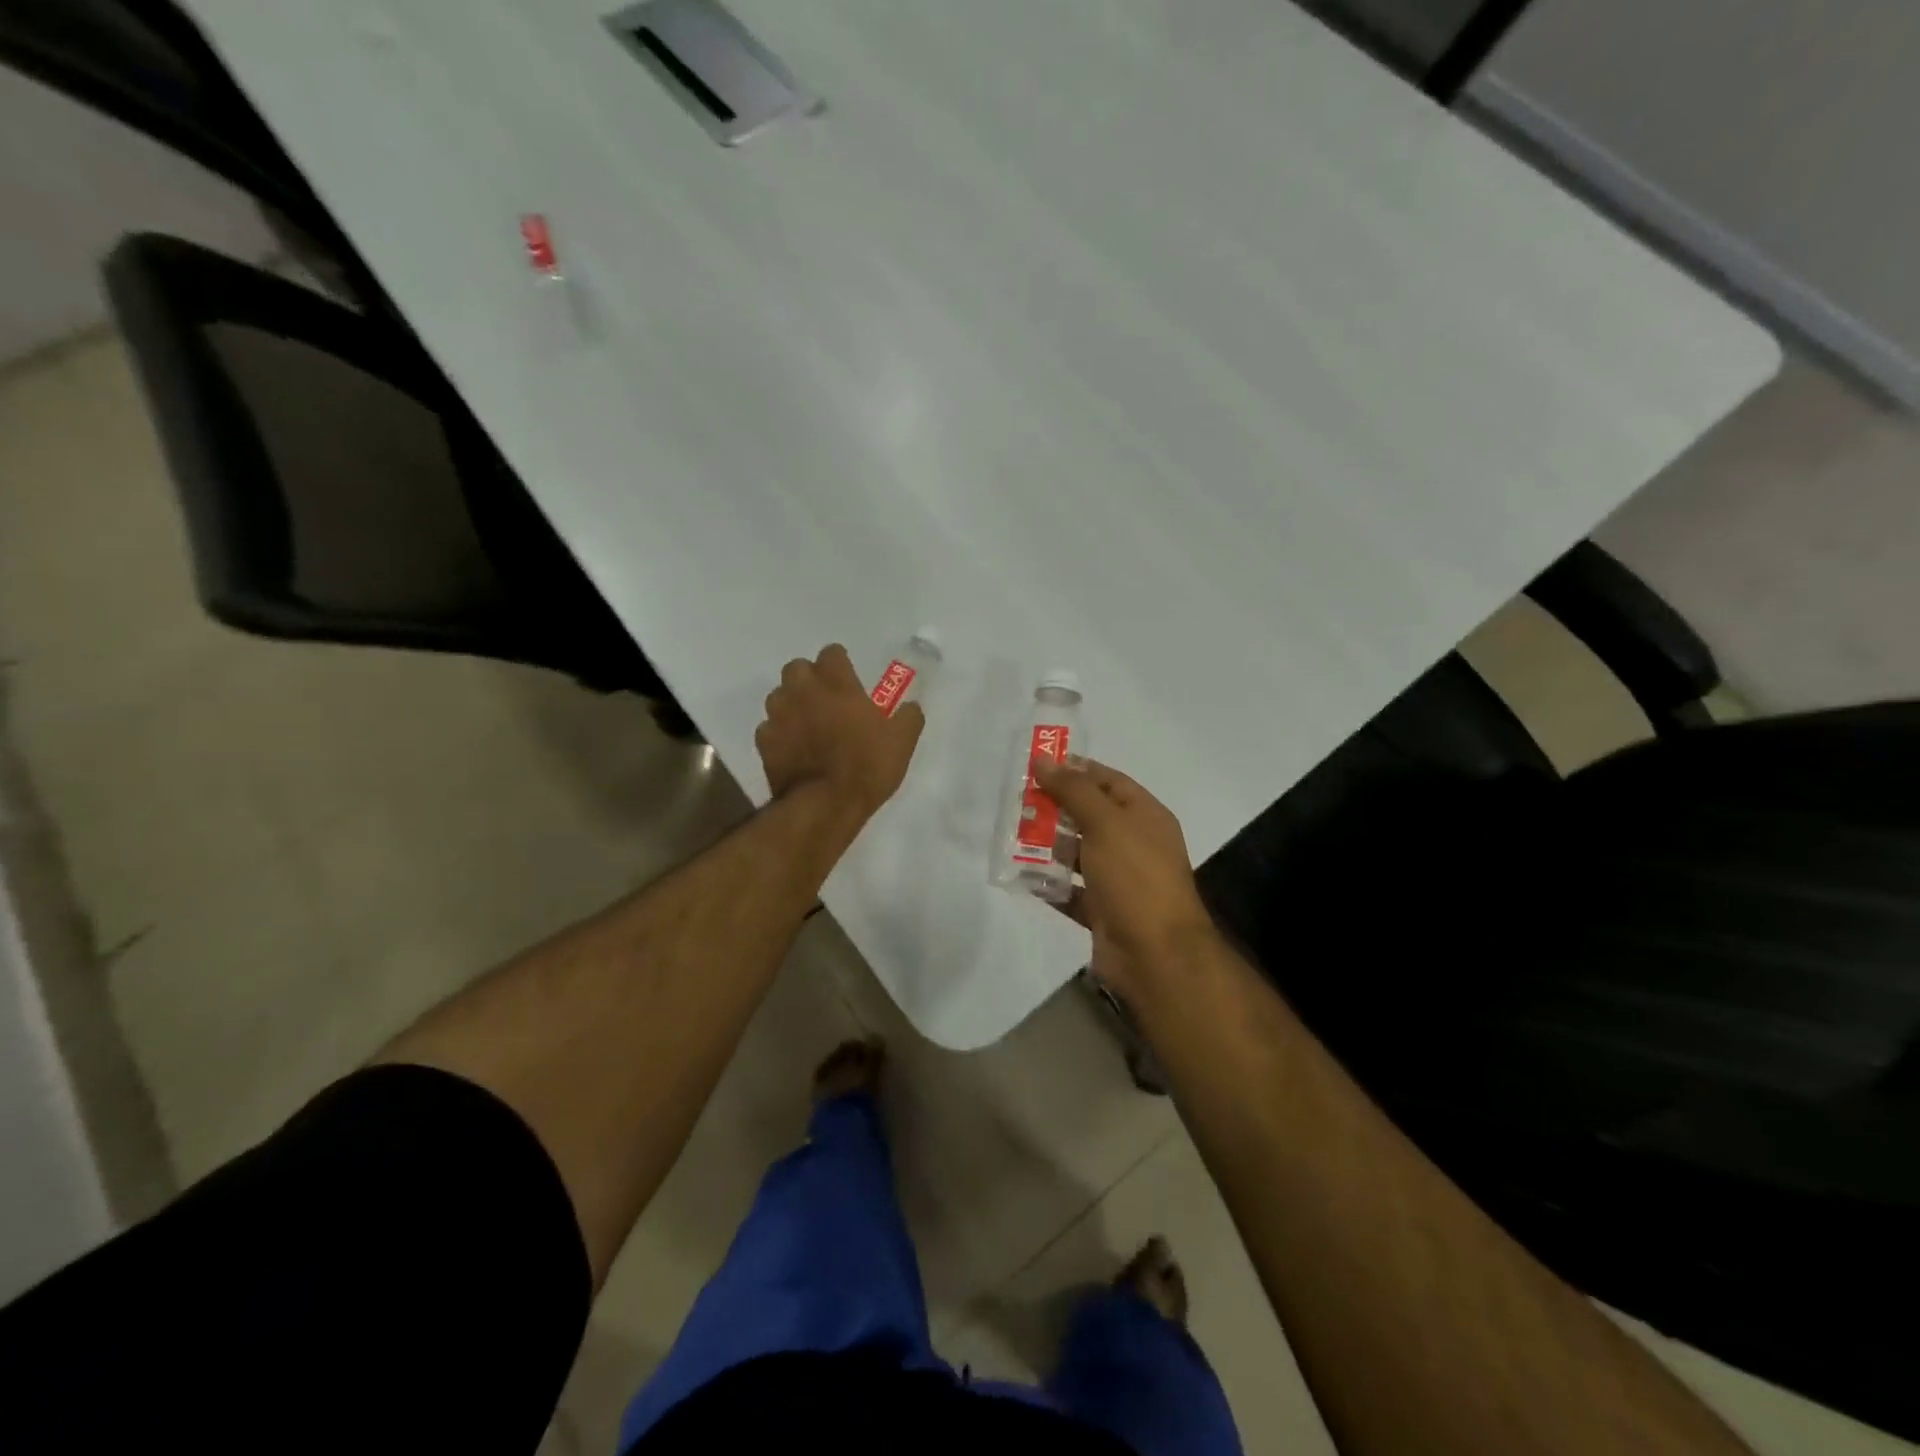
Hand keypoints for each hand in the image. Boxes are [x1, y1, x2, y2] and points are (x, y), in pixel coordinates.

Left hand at [756, 644, 924, 824]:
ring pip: (778, 695)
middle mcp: (803, 691)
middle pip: (797, 667)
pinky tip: (793, 748)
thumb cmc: (867, 767)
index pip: (831, 653)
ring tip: (806, 723)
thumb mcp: (901, 742)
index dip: (840, 663)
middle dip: (809, 678)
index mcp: (837, 683)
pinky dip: (779, 733)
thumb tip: (911, 706)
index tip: (848, 677)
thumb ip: (908, 717)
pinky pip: (768, 728)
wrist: (824, 805)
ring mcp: (778, 715)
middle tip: (825, 698)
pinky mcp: (763, 742)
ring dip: (791, 703)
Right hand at [1032, 755, 1214, 1000]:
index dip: (1076, 770)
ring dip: (1049, 845)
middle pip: (1091, 816)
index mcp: (1145, 817)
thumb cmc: (1135, 877)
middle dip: (1056, 808)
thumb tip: (1045, 760)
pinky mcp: (1103, 912)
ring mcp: (1119, 881)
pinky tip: (1020, 876)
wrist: (1156, 955)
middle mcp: (1135, 845)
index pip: (1109, 782)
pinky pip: (1071, 891)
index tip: (1038, 765)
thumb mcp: (1105, 823)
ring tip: (1012, 835)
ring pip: (1078, 854)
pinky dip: (1049, 884)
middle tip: (1017, 800)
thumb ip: (1074, 790)